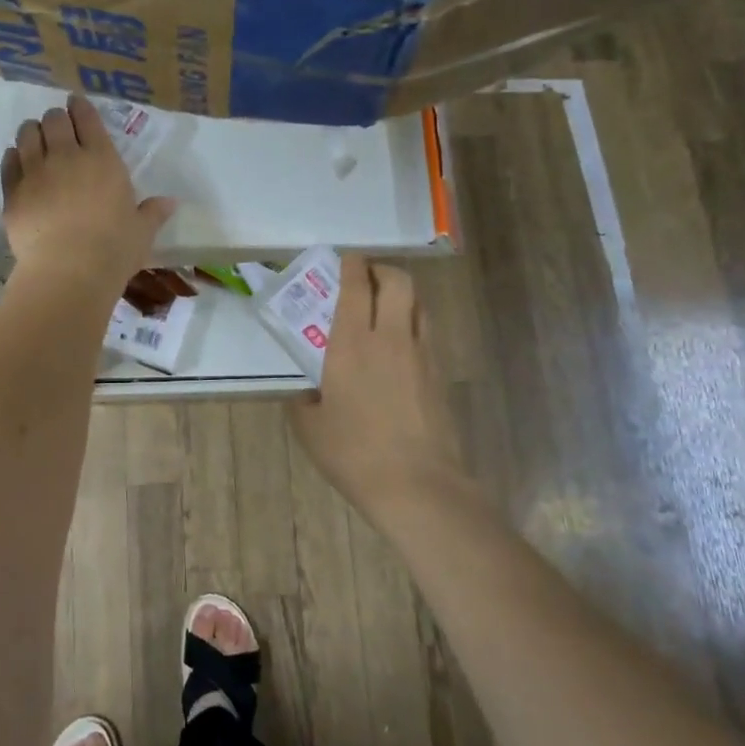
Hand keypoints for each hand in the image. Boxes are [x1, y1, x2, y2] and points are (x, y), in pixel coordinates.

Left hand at [0, 95, 174, 293]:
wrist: (68, 272)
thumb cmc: (113, 250)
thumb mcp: (142, 232)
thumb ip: (153, 213)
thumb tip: (171, 203)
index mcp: (102, 159)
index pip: (87, 119)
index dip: (80, 107)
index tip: (75, 104)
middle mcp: (66, 156)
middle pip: (54, 120)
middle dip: (56, 119)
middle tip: (58, 127)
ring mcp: (35, 172)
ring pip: (27, 134)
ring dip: (32, 132)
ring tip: (35, 138)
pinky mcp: (12, 192)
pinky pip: (8, 161)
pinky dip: (13, 156)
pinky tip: (17, 160)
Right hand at [289, 253, 465, 519]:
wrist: (417, 486)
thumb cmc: (354, 453)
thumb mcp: (310, 428)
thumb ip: (304, 400)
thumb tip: (308, 393)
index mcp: (352, 344)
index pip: (357, 287)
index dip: (352, 265)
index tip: (346, 259)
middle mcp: (391, 338)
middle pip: (398, 282)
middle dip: (382, 270)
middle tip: (365, 278)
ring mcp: (422, 355)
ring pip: (419, 304)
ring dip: (402, 296)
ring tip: (385, 308)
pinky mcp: (440, 375)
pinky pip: (427, 333)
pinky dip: (413, 325)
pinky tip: (399, 348)